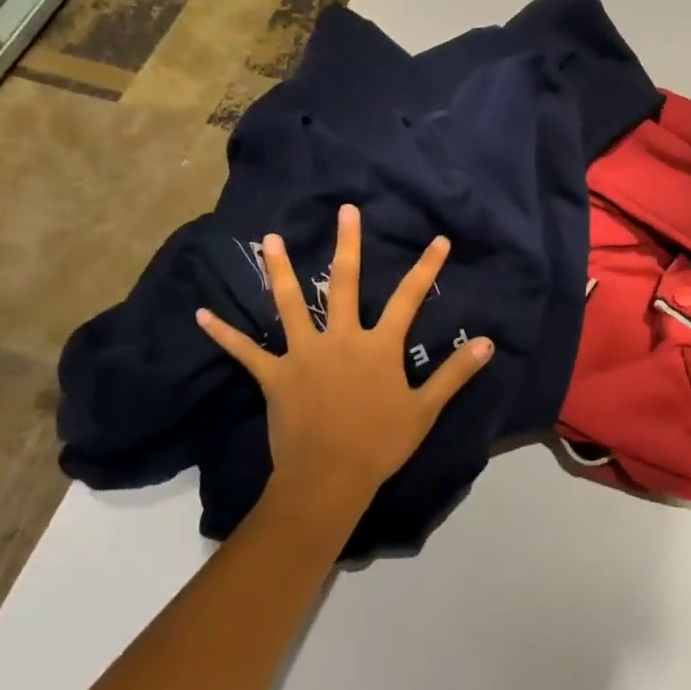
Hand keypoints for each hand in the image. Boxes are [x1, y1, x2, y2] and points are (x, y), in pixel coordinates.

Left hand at [196, 205, 493, 523]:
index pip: (409, 298)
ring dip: (280, 271)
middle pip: (344, 284)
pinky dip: (224, 333)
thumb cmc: (380, 443)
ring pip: (291, 304)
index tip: (438, 240)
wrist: (329, 478)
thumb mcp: (425, 409)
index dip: (426, 267)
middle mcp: (341, 339)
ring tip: (271, 239)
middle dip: (347, 245)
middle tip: (344, 211)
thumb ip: (455, 373)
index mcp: (378, 346)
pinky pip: (246, 351)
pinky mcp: (275, 375)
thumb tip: (488, 343)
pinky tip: (202, 315)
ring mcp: (304, 355)